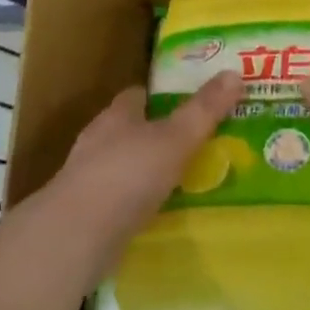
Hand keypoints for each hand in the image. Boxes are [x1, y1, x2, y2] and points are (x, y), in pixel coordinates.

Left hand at [43, 70, 242, 275]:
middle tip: (193, 144)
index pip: (138, 95)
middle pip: (130, 130)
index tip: (187, 101)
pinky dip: (137, 205)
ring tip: (182, 182)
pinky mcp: (85, 216)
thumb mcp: (175, 138)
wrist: (75, 237)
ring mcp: (88, 180)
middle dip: (157, 135)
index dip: (161, 96)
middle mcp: (98, 141)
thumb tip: (234, 72)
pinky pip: (118, 202)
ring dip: (147, 173)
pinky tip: (158, 216)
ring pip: (123, 167)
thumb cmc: (127, 175)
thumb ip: (204, 109)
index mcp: (117, 115)